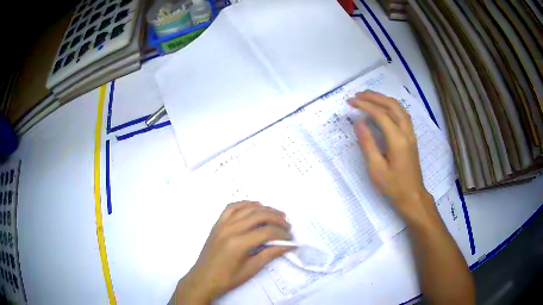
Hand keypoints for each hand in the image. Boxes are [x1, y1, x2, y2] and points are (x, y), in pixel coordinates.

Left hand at [173, 201, 291, 303]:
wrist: (203, 279)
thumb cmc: (227, 279)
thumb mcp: (251, 269)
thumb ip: (270, 254)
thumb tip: (289, 245)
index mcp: (238, 243)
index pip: (266, 232)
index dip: (282, 233)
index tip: (290, 238)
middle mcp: (230, 229)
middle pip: (258, 215)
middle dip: (277, 218)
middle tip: (287, 225)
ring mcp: (221, 224)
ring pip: (246, 208)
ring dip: (264, 209)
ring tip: (277, 214)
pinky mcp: (217, 223)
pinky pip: (231, 207)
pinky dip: (245, 204)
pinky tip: (255, 207)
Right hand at [349, 91, 431, 218]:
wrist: (412, 196)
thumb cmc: (393, 185)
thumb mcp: (376, 168)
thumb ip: (367, 143)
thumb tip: (359, 123)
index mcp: (397, 139)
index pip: (380, 114)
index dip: (365, 105)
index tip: (351, 101)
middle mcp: (406, 132)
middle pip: (392, 105)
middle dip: (374, 97)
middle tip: (358, 95)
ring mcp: (411, 134)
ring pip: (399, 108)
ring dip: (384, 99)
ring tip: (369, 97)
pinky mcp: (411, 137)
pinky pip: (402, 114)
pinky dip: (391, 106)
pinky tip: (384, 108)